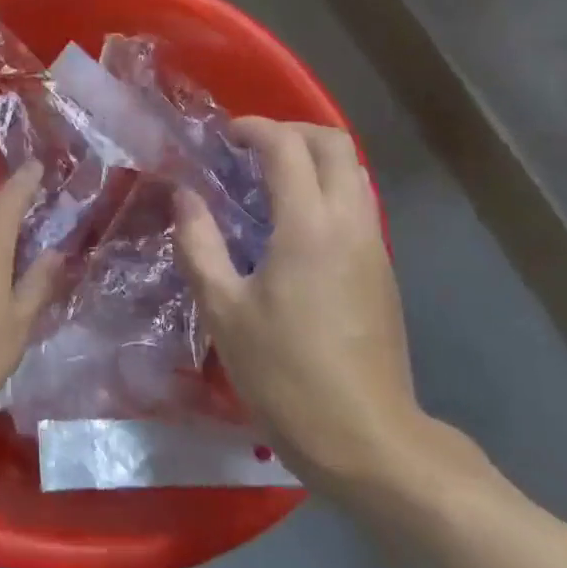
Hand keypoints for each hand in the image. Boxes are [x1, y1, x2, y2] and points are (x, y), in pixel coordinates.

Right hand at [175, 118, 430, 494]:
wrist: (366, 439)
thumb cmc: (284, 373)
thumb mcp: (224, 310)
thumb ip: (199, 243)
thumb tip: (185, 195)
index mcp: (309, 226)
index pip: (288, 147)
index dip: (255, 129)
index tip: (224, 135)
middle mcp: (350, 222)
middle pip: (335, 144)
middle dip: (292, 131)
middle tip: (250, 148)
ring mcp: (373, 245)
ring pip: (353, 172)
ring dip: (312, 159)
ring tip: (267, 181)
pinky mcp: (381, 270)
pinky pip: (356, 203)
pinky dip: (325, 189)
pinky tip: (291, 224)